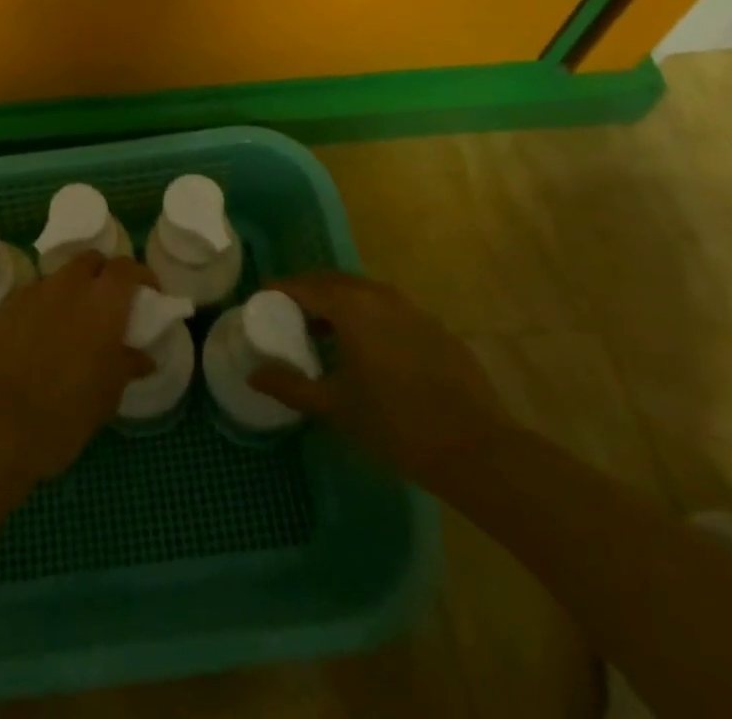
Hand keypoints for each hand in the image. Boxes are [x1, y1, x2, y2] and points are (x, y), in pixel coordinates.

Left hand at [0, 253, 155, 490]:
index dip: (141, 276)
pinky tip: (38, 337)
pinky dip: (42, 308)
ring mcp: (33, 291)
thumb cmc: (65, 411)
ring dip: (70, 291)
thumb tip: (143, 357)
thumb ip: (127, 365)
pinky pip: (32, 297)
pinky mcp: (4, 306)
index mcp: (104, 300)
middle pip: (91, 260)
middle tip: (108, 305)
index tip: (148, 294)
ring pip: (59, 277)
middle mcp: (69, 284)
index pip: (127, 268)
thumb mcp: (108, 394)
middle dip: (102, 275)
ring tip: (71, 323)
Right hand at [247, 271, 513, 490]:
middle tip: (290, 317)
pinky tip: (370, 352)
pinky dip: (370, 318)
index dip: (278, 291)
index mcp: (351, 305)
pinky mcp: (435, 327)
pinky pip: (390, 310)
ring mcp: (412, 308)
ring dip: (340, 305)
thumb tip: (254, 375)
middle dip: (309, 294)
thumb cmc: (395, 423)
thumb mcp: (335, 406)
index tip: (261, 302)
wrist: (477, 449)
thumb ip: (290, 386)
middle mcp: (380, 295)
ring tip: (326, 334)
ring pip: (364, 293)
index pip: (303, 286)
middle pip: (333, 282)